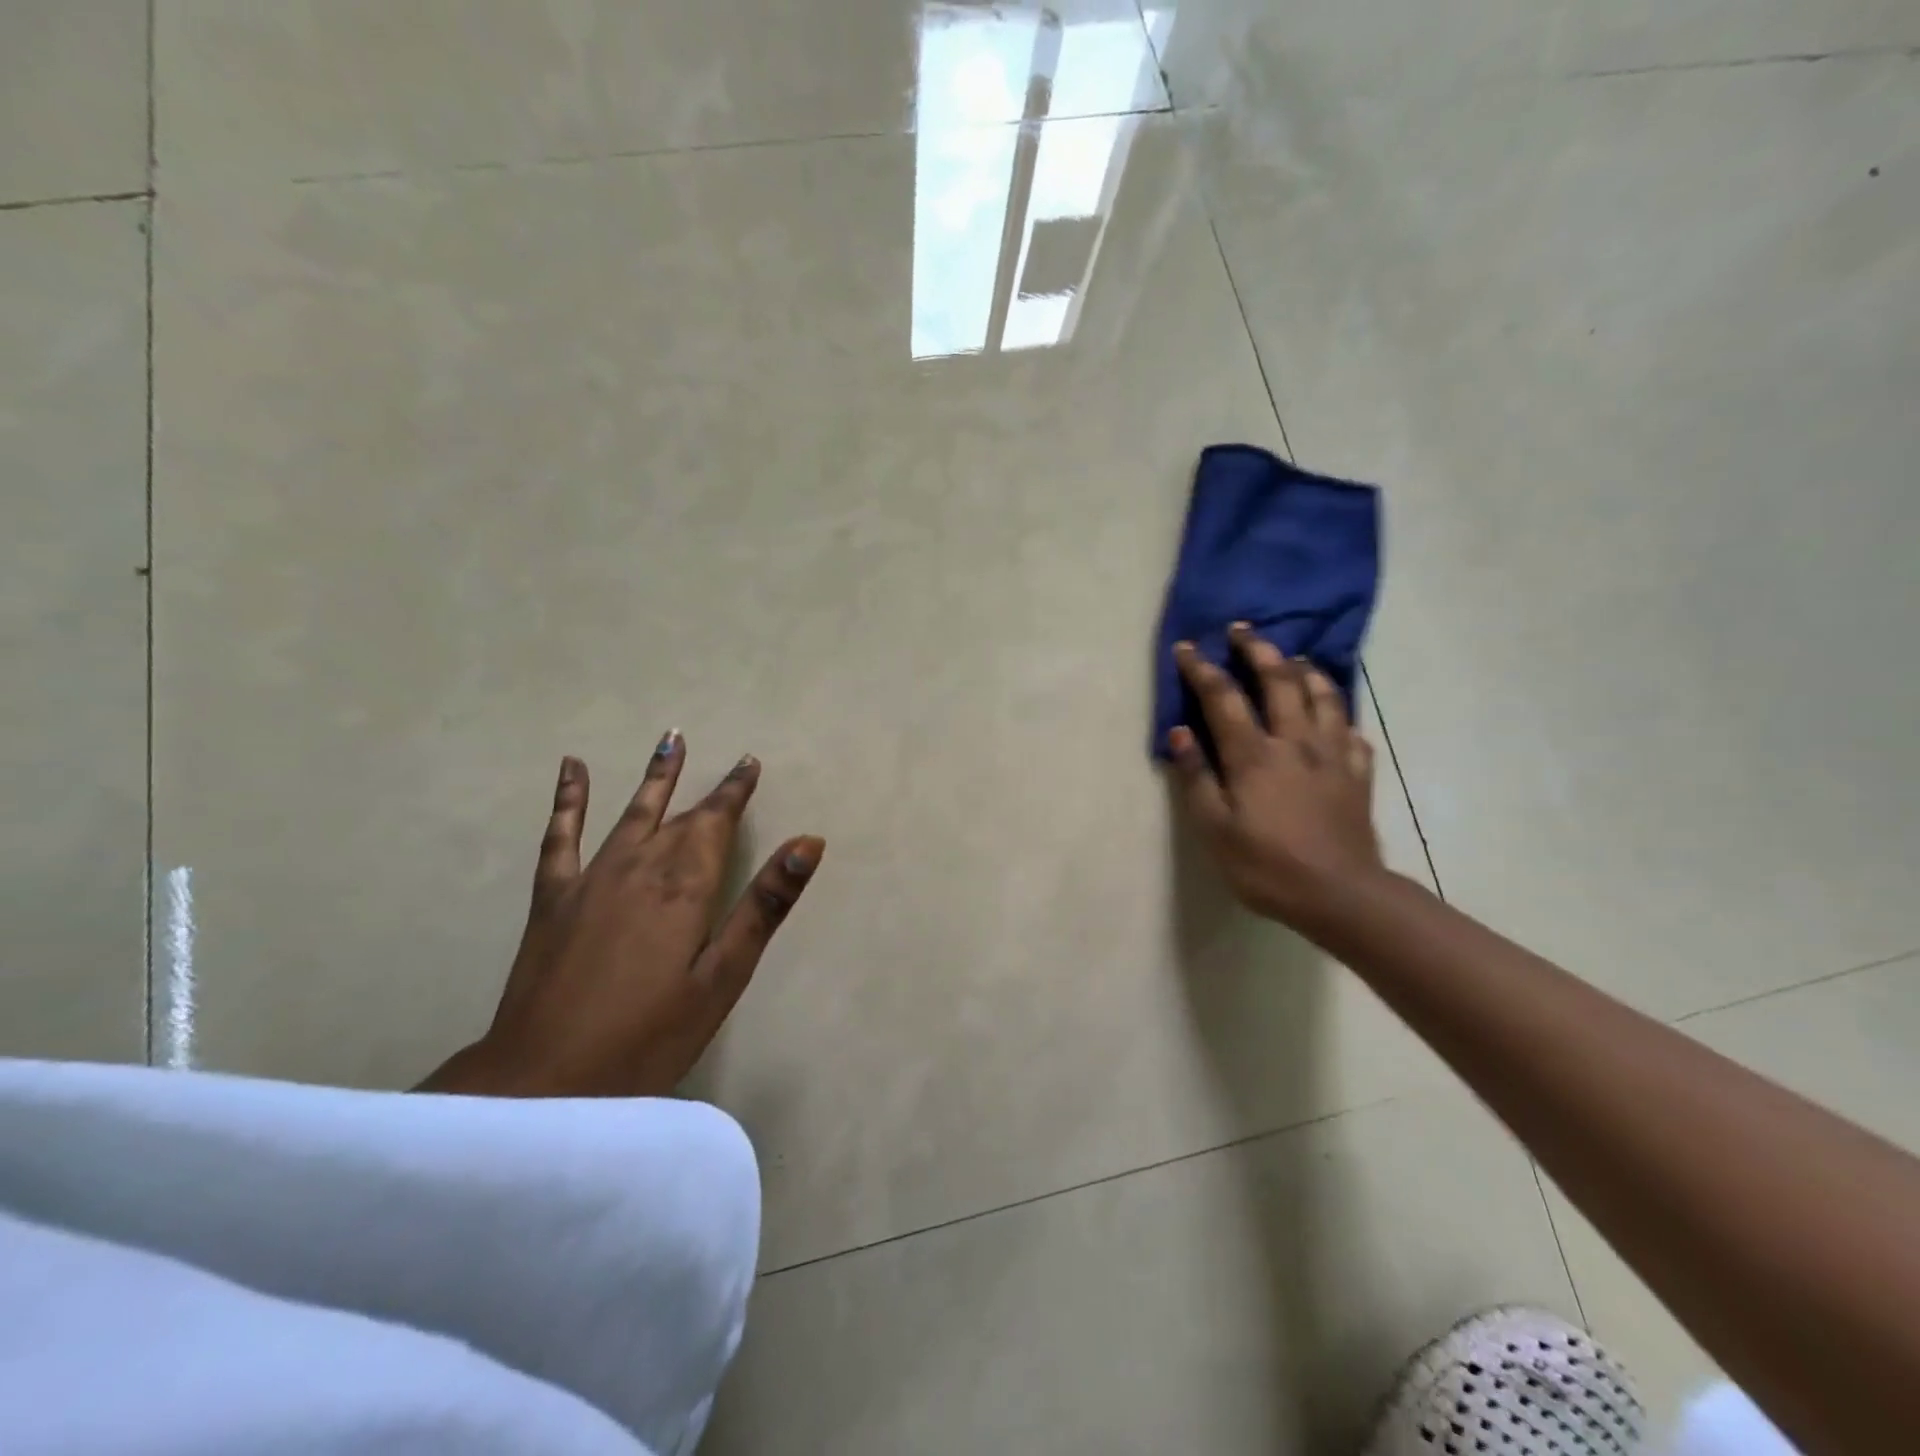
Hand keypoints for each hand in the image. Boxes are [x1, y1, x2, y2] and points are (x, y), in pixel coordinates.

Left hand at [419, 731, 823, 1097]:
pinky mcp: (553, 898)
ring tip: (669, 740)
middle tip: (729, 761)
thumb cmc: (649, 1036)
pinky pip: (561, 836)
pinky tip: (572, 769)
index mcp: (684, 886)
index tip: (750, 762)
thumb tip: (807, 843)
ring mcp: (591, 879)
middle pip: (680, 817)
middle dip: (708, 789)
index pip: (716, 823)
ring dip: (654, 777)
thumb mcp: (722, 977)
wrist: (545, 1080)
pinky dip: (568, 800)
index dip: (735, 792)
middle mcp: (639, 867)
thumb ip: (764, 906)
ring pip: (630, 814)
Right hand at [1165, 624, 1384, 925]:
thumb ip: (1196, 778)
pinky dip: (1340, 715)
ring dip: (1304, 670)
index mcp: (1254, 755)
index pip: (1223, 698)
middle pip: (1279, 680)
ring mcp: (1333, 757)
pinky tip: (1334, 717)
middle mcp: (1295, 743)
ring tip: (1292, 659)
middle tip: (1242, 630)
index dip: (1202, 669)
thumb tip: (1179, 734)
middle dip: (1257, 650)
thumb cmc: (1266, 866)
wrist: (1341, 896)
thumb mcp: (1215, 829)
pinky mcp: (1358, 776)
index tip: (1187, 647)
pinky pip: (1352, 733)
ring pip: (1323, 697)